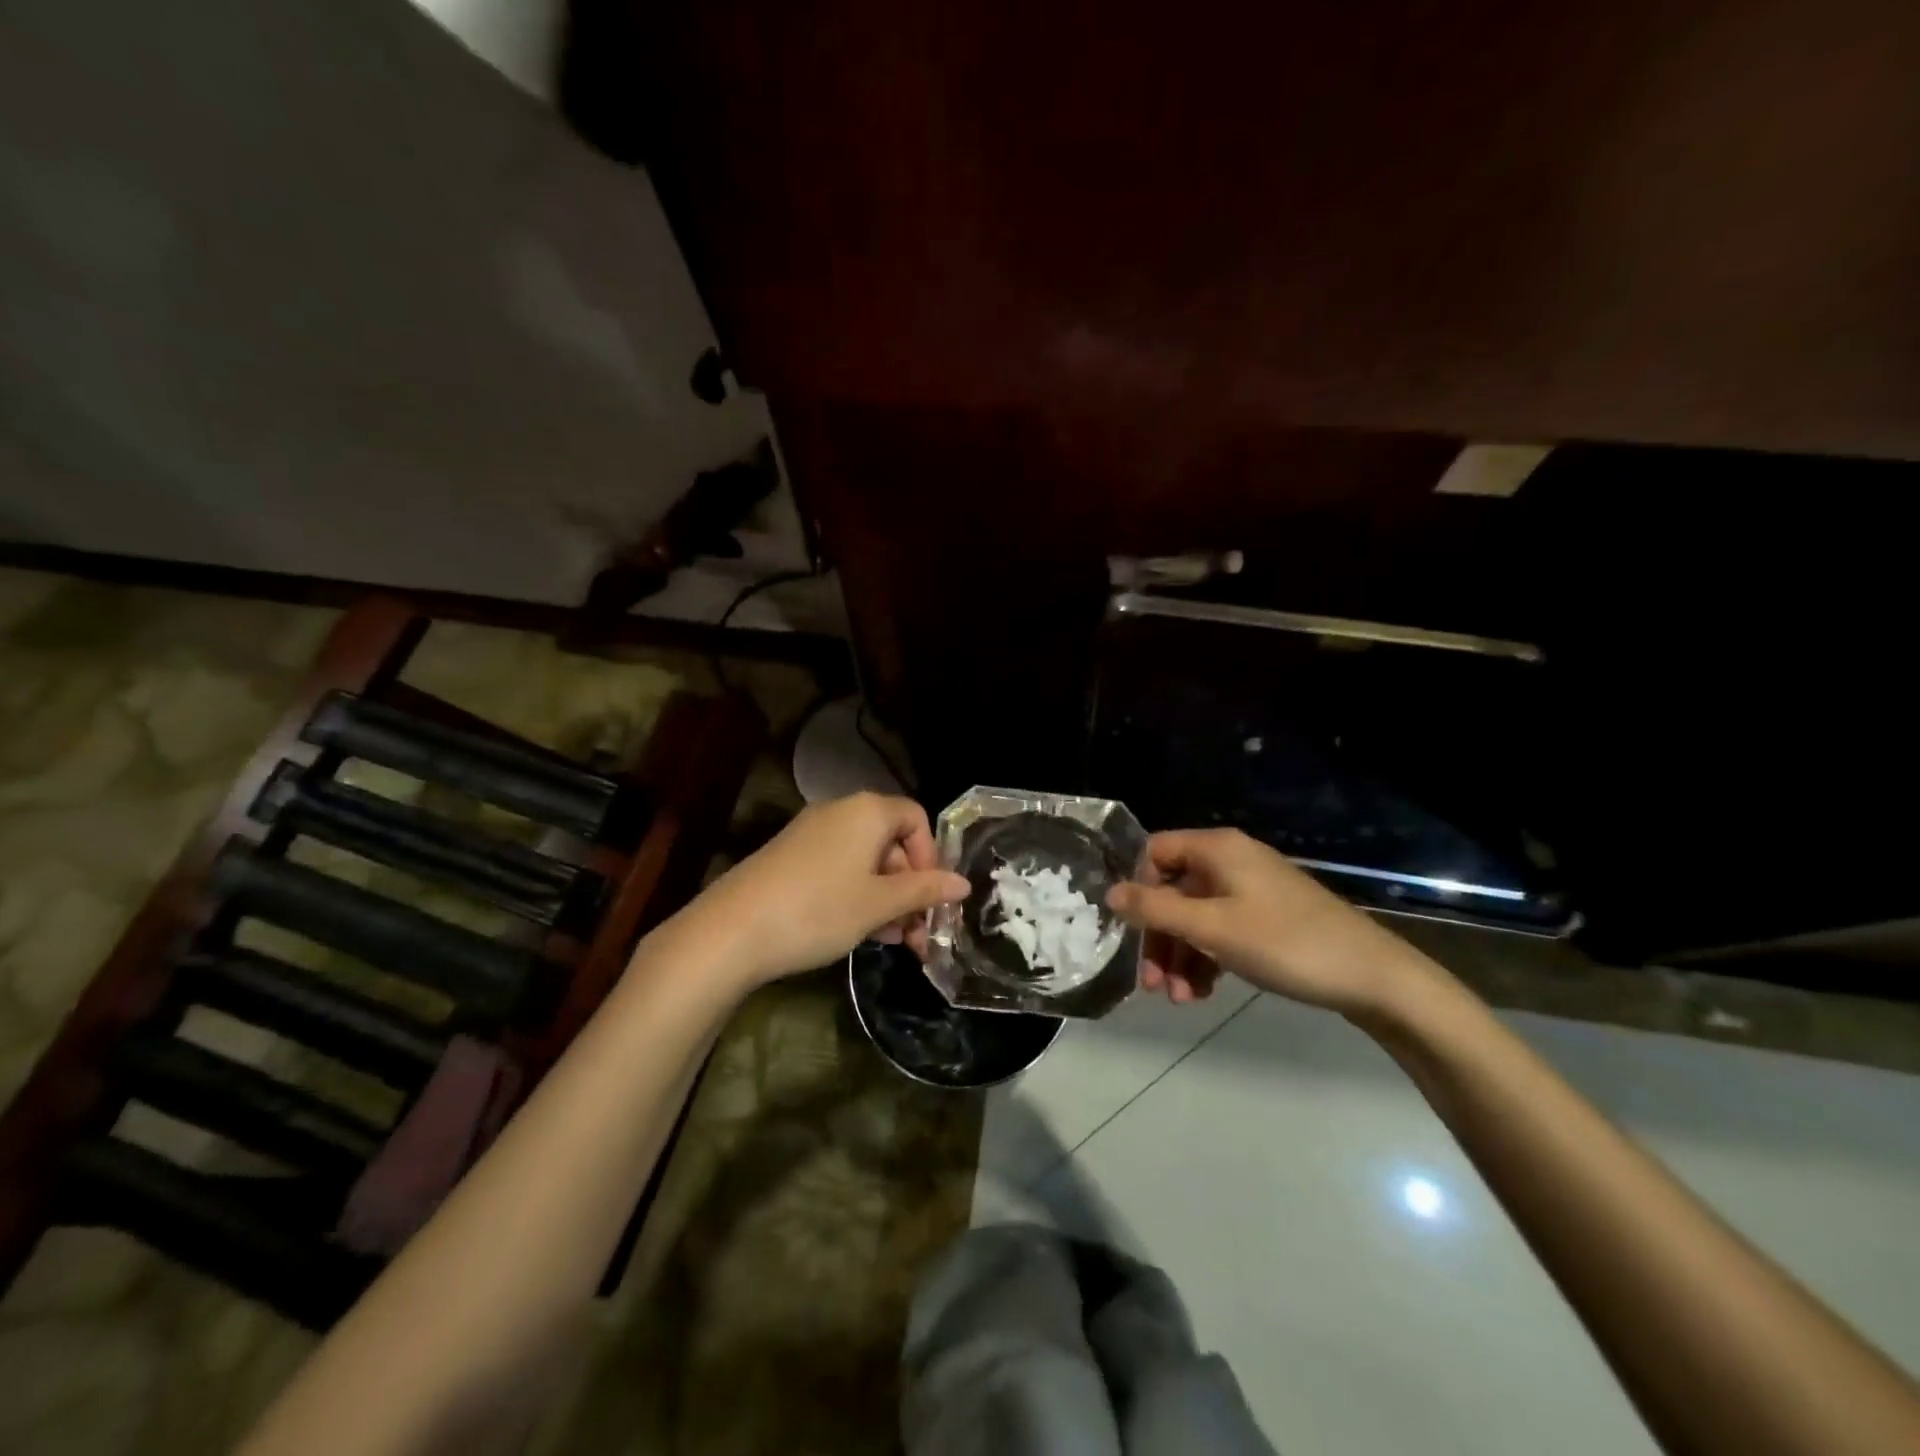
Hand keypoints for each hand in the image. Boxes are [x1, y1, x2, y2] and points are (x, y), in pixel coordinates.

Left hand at [679, 792, 969, 987]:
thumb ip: (924, 891)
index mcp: (867, 811)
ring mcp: (811, 834)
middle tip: (918, 932)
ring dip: (886, 898)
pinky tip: (860, 932)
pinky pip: (838, 868)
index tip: (931, 897)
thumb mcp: (879, 904)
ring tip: (893, 941)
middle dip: (910, 887)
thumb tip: (963, 883)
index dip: (930, 856)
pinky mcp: (790, 857)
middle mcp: (840, 812)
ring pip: (865, 860)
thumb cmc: (819, 909)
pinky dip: (856, 895)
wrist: (731, 931)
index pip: (915, 818)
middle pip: (890, 842)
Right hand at [1106, 828, 1420, 1014]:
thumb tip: (1109, 893)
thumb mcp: (1212, 928)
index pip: (1155, 852)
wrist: (1372, 977)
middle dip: (1158, 937)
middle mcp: (1230, 861)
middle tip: (1150, 983)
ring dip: (1180, 956)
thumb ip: (1156, 909)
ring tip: (1179, 999)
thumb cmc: (1285, 943)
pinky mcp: (1266, 918)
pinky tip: (1202, 994)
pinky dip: (1206, 959)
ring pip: (1195, 916)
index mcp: (1216, 849)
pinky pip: (1220, 930)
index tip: (1131, 930)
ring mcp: (1250, 890)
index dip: (1137, 888)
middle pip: (1173, 890)